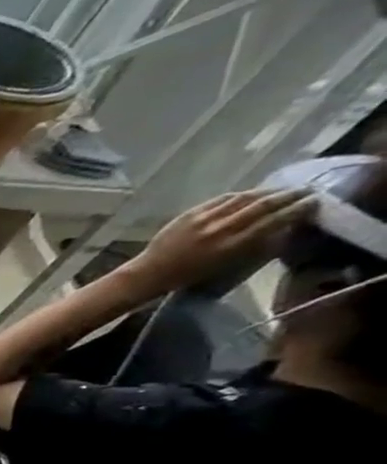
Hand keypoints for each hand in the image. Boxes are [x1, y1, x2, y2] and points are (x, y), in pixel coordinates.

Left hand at [126, 188, 314, 294]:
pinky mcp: (189, 214)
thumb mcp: (226, 264)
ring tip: (282, 189)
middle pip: (262, 205)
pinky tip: (251, 193)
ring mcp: (203, 219)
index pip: (273, 221)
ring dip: (267, 191)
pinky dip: (240, 195)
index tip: (314, 202)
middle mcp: (219, 229)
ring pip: (243, 198)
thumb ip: (252, 245)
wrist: (149, 272)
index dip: (296, 209)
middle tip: (307, 190)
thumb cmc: (188, 274)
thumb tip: (280, 228)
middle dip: (288, 195)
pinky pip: (221, 199)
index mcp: (231, 246)